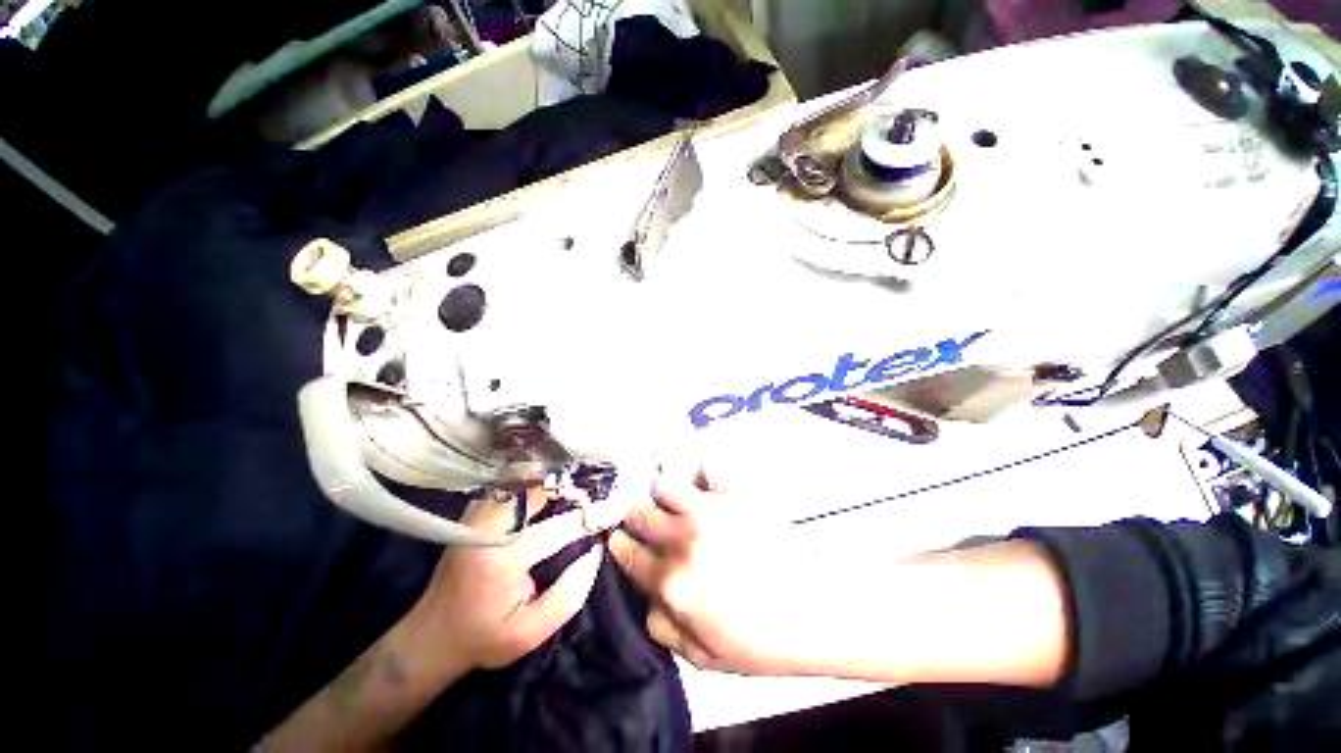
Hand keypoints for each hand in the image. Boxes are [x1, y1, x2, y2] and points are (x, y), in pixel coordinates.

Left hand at [416, 494, 602, 671]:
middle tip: (595, 496)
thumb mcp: (532, 632)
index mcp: (503, 559)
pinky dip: (537, 484)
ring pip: (526, 481)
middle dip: (573, 490)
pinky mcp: (475, 511)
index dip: (592, 516)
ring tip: (577, 495)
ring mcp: (478, 514)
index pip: (560, 526)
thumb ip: (570, 593)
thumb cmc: (484, 637)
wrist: (432, 634)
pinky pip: (513, 486)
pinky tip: (552, 496)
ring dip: (555, 484)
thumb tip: (595, 550)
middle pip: (541, 489)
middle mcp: (488, 527)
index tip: (617, 507)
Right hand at [607, 469, 828, 675]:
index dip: (620, 544)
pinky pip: (708, 469)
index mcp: (671, 581)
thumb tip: (648, 595)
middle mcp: (682, 539)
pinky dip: (703, 475)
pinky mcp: (734, 494)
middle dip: (635, 516)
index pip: (628, 553)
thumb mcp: (703, 657)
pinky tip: (708, 486)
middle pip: (640, 514)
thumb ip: (662, 626)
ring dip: (665, 495)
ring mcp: (708, 511)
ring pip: (665, 486)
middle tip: (643, 518)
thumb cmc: (758, 641)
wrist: (811, 612)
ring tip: (675, 503)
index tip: (618, 537)